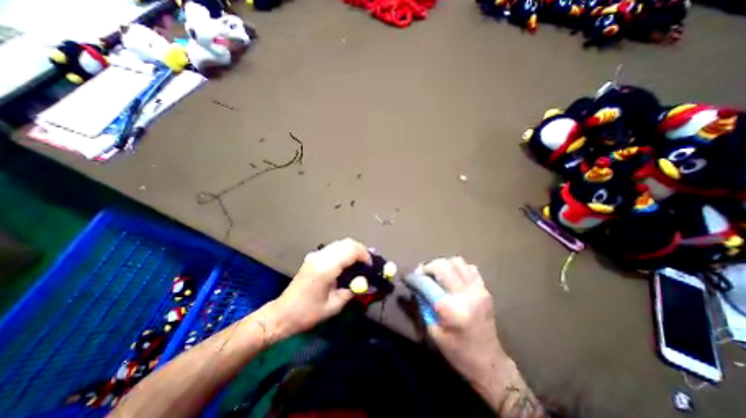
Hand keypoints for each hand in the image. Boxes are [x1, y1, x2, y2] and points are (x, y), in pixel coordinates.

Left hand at [260, 239, 370, 342]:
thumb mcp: (334, 306)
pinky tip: (348, 263)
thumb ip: (352, 290)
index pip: (351, 251)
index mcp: (325, 268)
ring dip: (353, 250)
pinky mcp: (314, 256)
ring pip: (341, 243)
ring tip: (360, 263)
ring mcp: (316, 255)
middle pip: (347, 243)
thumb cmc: (308, 313)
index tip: (371, 266)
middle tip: (367, 264)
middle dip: (361, 250)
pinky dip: (345, 251)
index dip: (365, 255)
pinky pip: (334, 248)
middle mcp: (321, 257)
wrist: (282, 314)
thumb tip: (366, 282)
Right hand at [425, 259, 512, 382]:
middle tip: (421, 274)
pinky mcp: (484, 289)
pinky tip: (452, 278)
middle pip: (442, 265)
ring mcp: (478, 289)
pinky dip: (457, 268)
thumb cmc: (457, 351)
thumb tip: (416, 285)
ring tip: (436, 274)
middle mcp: (466, 294)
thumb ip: (423, 304)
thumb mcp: (433, 331)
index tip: (407, 277)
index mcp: (451, 309)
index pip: (426, 283)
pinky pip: (469, 268)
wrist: (488, 362)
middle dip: (427, 267)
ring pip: (456, 261)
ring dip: (442, 265)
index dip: (413, 278)